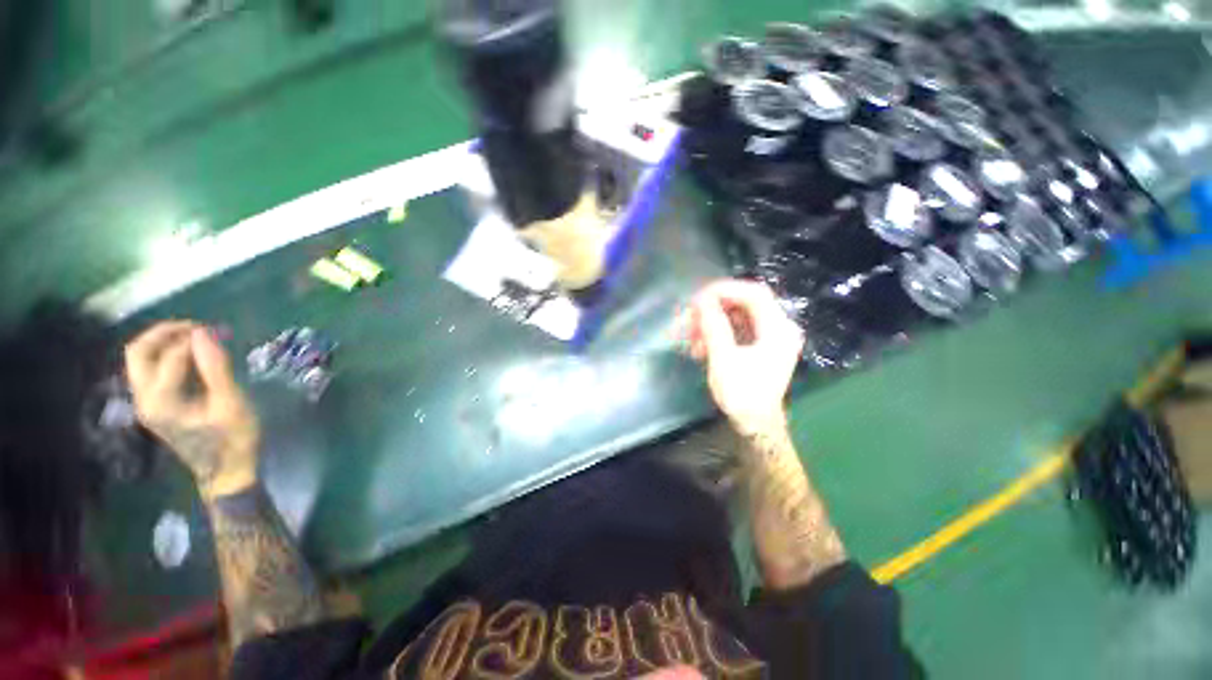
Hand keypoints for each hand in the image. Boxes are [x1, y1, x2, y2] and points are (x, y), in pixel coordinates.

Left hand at [126, 321, 259, 497]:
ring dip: (163, 343)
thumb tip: (204, 333)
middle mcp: (144, 399)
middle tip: (196, 327)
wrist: (225, 471)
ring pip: (139, 360)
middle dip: (163, 333)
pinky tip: (190, 357)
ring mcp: (146, 403)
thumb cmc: (233, 438)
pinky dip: (166, 356)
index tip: (221, 332)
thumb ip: (215, 368)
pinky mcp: (154, 405)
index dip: (195, 340)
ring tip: (195, 338)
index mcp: (161, 401)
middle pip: (138, 353)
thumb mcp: (231, 403)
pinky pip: (149, 370)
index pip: (171, 356)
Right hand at [678, 280, 803, 434]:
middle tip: (690, 318)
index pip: (754, 293)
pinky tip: (700, 346)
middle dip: (713, 309)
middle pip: (744, 304)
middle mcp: (779, 328)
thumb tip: (701, 299)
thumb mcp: (724, 358)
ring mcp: (771, 337)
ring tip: (691, 339)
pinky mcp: (761, 346)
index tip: (698, 297)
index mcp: (778, 329)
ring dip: (712, 324)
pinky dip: (718, 334)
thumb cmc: (742, 394)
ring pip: (737, 317)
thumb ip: (713, 325)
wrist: (755, 425)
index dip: (725, 290)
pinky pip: (737, 330)